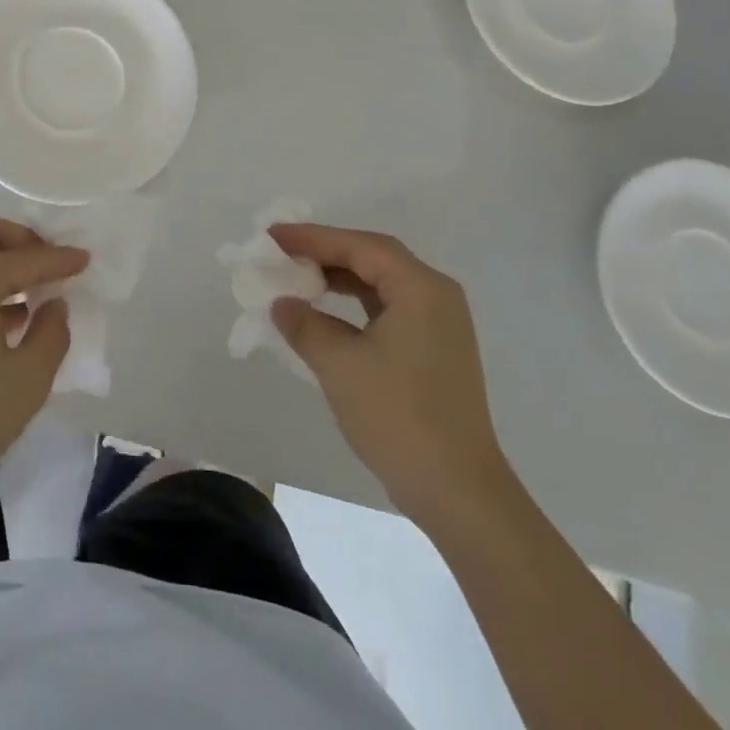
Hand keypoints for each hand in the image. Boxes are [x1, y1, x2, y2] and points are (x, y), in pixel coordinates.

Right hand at [269, 223, 514, 532]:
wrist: (457, 492)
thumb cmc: (398, 417)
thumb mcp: (339, 365)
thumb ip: (304, 324)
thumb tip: (282, 304)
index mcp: (421, 289)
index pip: (360, 246)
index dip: (312, 237)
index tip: (272, 236)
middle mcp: (435, 297)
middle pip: (373, 258)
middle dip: (325, 252)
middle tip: (281, 253)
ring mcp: (438, 325)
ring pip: (380, 284)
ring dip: (337, 278)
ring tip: (296, 278)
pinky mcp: (432, 351)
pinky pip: (386, 309)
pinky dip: (352, 304)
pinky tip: (323, 314)